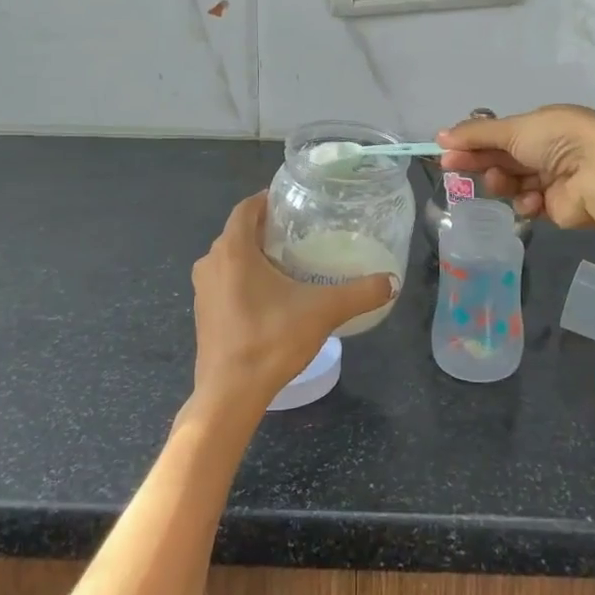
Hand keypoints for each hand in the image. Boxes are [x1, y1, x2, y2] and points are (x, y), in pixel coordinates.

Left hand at [189, 193, 395, 421]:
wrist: (230, 394)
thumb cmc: (270, 340)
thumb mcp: (322, 312)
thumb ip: (359, 293)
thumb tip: (392, 281)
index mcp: (233, 250)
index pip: (246, 208)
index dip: (267, 200)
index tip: (293, 202)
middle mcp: (211, 263)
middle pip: (238, 232)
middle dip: (265, 229)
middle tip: (299, 232)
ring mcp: (204, 290)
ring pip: (230, 258)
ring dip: (254, 255)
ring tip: (289, 262)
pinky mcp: (203, 314)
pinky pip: (225, 282)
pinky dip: (244, 279)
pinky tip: (271, 295)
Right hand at [437, 105, 594, 229]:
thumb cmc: (558, 140)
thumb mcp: (514, 129)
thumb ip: (476, 135)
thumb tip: (440, 136)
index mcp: (542, 125)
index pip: (500, 133)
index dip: (473, 141)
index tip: (446, 150)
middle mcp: (549, 150)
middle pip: (503, 158)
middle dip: (479, 162)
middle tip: (451, 168)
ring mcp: (553, 179)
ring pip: (513, 182)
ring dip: (502, 182)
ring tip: (499, 181)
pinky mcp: (557, 207)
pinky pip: (529, 204)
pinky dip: (526, 202)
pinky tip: (531, 200)